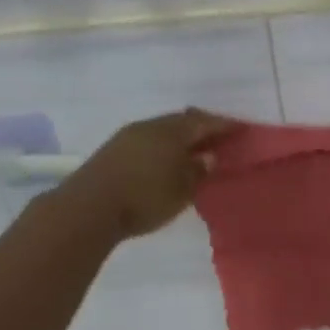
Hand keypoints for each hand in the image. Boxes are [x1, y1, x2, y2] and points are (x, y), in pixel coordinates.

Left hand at [58, 109, 239, 239]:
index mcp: (172, 132)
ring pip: (163, 128)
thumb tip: (208, 156)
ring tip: (194, 149)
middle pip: (182, 120)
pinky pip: (148, 139)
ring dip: (181, 136)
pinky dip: (164, 144)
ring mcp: (128, 135)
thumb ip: (198, 170)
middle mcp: (150, 126)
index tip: (242, 128)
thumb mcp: (181, 190)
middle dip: (202, 127)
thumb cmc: (144, 198)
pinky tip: (166, 158)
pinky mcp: (113, 149)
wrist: (87, 208)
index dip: (224, 125)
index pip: (205, 122)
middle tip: (219, 137)